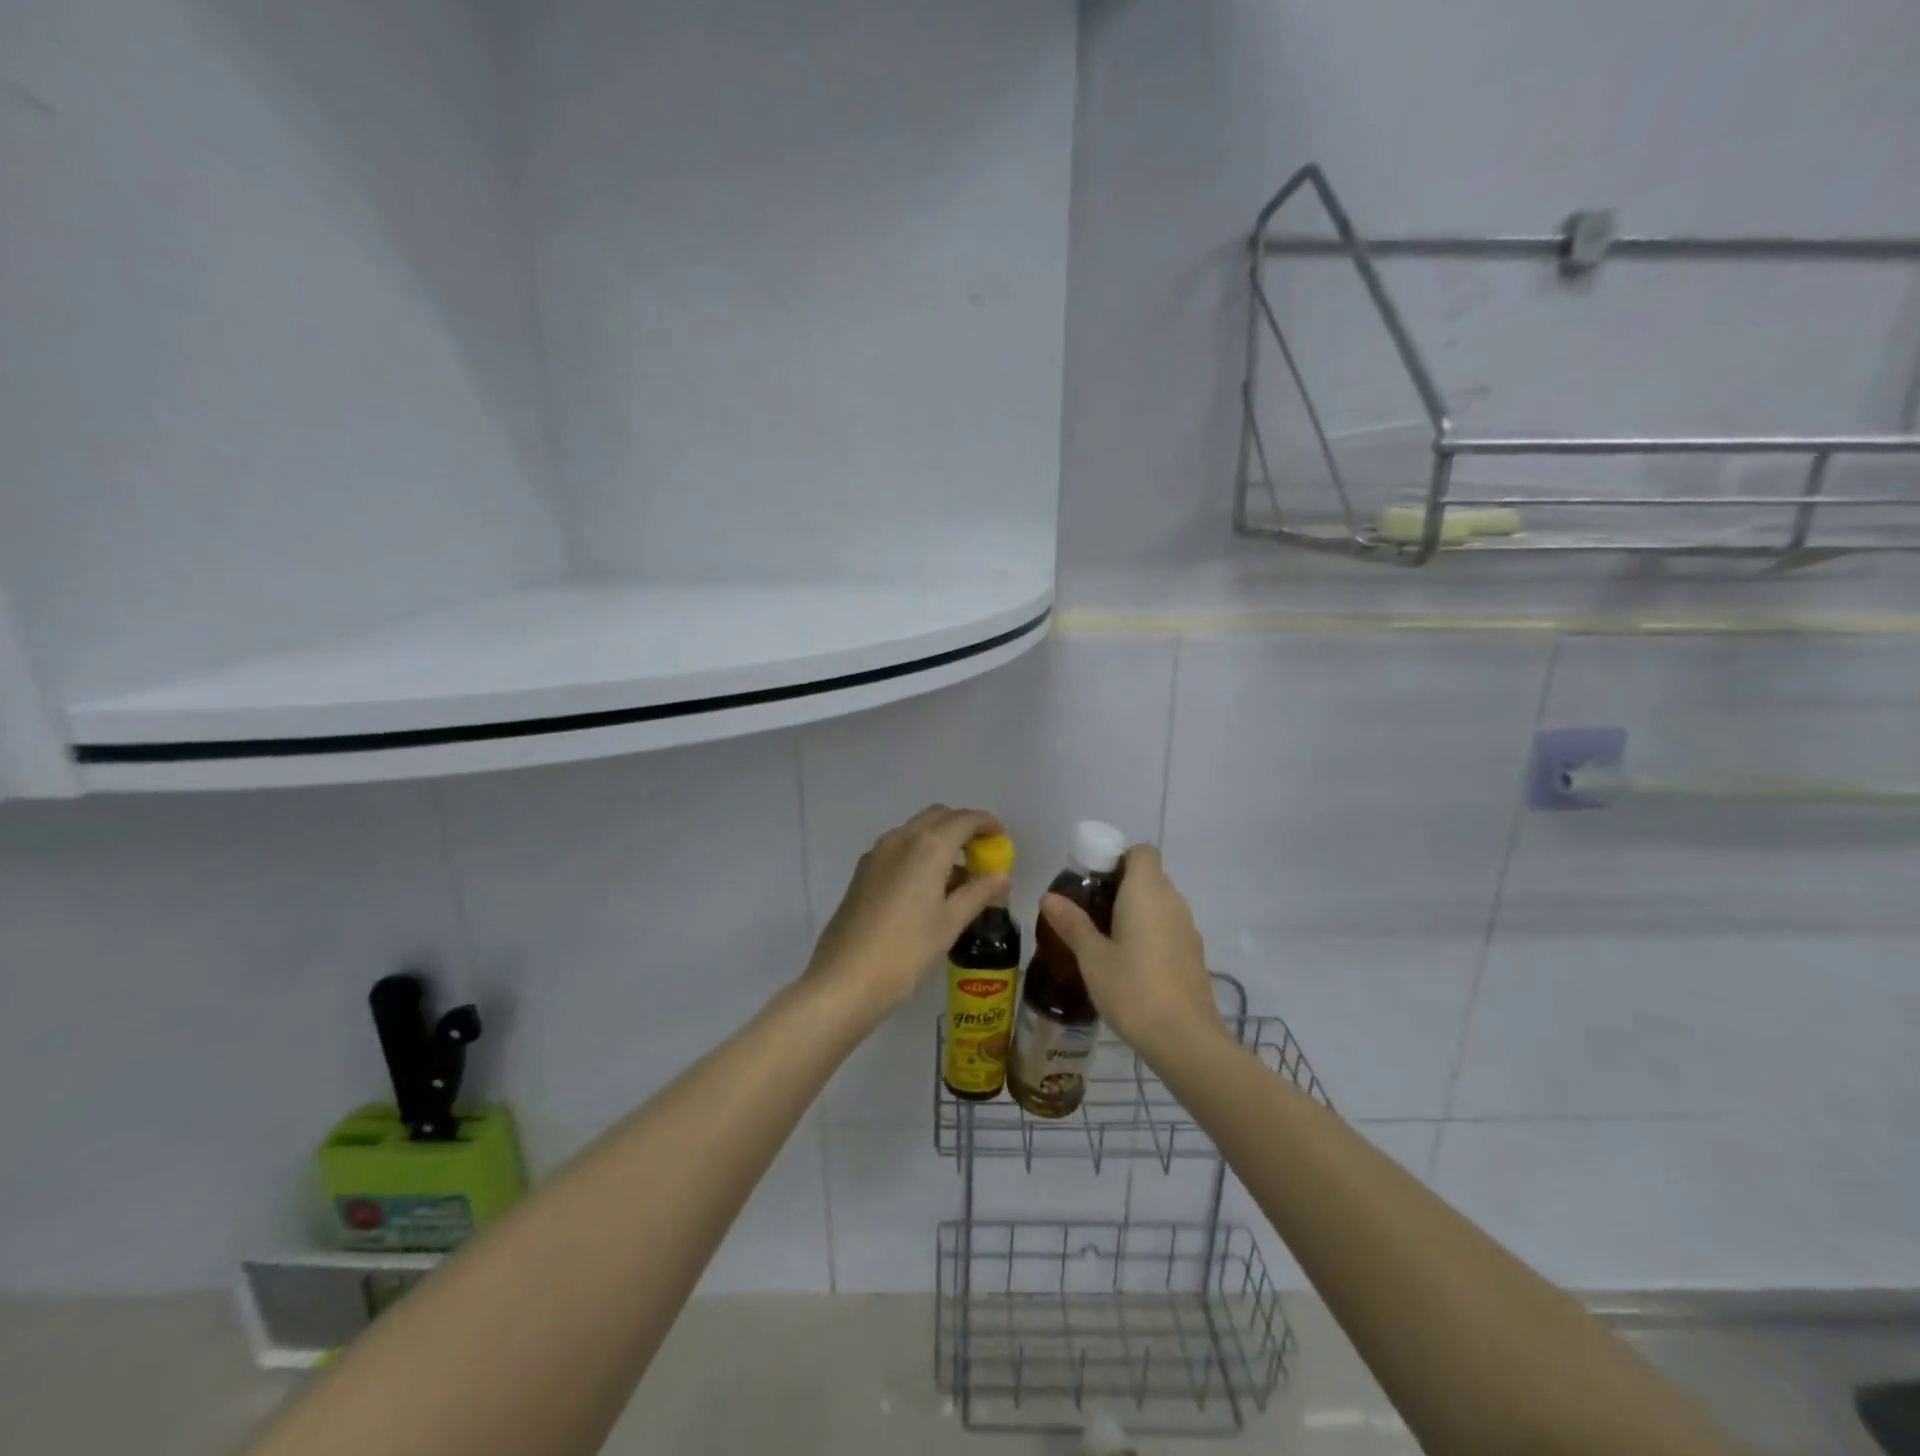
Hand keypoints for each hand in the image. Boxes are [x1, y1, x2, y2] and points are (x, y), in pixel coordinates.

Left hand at [806, 805, 1010, 1013]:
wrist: (845, 979)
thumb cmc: (907, 950)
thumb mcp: (950, 923)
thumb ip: (978, 893)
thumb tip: (1002, 876)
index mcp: (928, 846)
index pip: (965, 820)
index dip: (987, 824)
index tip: (1001, 840)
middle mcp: (901, 838)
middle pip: (938, 816)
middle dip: (963, 827)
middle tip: (981, 854)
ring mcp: (877, 853)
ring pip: (916, 830)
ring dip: (940, 839)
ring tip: (958, 876)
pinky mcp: (863, 871)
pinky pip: (899, 847)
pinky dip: (919, 852)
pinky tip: (927, 887)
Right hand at [1039, 845, 1225, 1062]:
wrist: (1185, 1039)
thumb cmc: (1132, 989)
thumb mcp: (1092, 957)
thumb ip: (1072, 923)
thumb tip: (1048, 897)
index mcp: (1147, 891)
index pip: (1141, 851)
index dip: (1117, 858)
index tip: (1092, 880)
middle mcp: (1172, 901)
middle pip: (1149, 876)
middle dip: (1120, 885)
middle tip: (1088, 910)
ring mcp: (1187, 928)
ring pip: (1159, 903)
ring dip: (1135, 910)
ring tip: (1105, 938)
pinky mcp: (1194, 954)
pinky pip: (1168, 927)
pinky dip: (1150, 932)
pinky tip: (1130, 962)